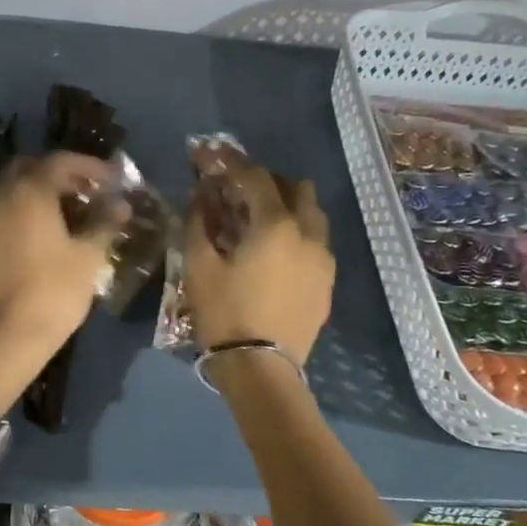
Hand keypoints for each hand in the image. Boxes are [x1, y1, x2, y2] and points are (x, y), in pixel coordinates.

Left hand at [0, 152, 119, 411]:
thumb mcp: (88, 257)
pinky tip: (47, 234)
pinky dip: (25, 211)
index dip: (89, 165)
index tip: (112, 178)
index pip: (60, 161)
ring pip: (13, 190)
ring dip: (40, 192)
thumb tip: (120, 204)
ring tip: (71, 212)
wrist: (5, 337)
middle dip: (59, 173)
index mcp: (29, 192)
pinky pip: (4, 213)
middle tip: (87, 189)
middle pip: (30, 168)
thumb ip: (104, 223)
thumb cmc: (53, 291)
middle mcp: (2, 197)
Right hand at [183, 155, 334, 364]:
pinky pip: (316, 243)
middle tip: (241, 191)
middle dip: (269, 182)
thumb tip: (199, 197)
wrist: (262, 368)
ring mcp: (324, 260)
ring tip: (260, 221)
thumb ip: (198, 223)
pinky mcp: (327, 284)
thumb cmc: (225, 312)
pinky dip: (297, 234)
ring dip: (288, 207)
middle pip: (297, 188)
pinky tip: (275, 252)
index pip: (256, 178)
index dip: (233, 163)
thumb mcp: (199, 265)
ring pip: (313, 216)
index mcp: (276, 225)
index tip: (215, 157)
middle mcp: (308, 234)